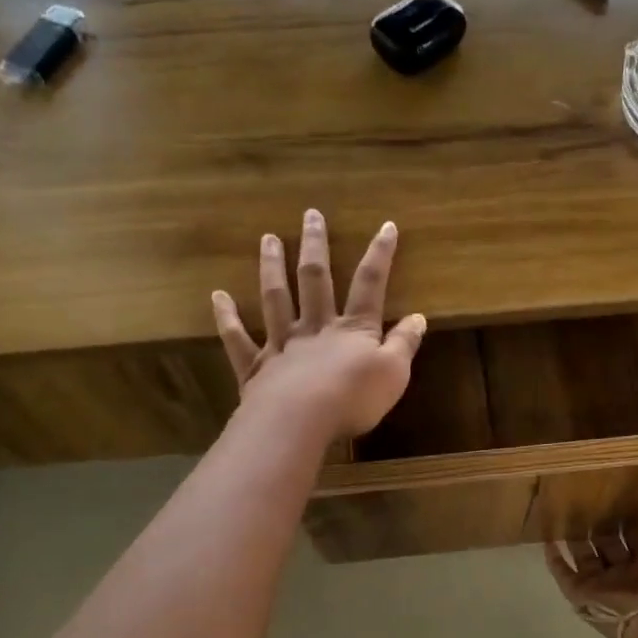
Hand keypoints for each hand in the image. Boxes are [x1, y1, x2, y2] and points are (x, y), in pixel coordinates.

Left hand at [211, 210, 427, 440]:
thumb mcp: (394, 374)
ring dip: (272, 267)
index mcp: (353, 329)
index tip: (386, 226)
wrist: (300, 422)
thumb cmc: (353, 399)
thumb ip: (404, 344)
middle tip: (310, 215)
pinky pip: (239, 339)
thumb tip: (418, 317)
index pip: (370, 284)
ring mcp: (282, 344)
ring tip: (268, 239)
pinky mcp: (257, 367)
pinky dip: (227, 318)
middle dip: (315, 246)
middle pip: (316, 280)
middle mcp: (315, 328)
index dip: (380, 255)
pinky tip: (218, 296)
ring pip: (276, 299)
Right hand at [545, 510, 637, 637]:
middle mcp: (627, 574)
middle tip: (591, 499)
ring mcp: (604, 585)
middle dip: (602, 526)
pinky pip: (564, 575)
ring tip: (566, 512)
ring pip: (586, 556)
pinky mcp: (584, 594)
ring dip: (577, 537)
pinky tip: (547, 540)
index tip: (625, 497)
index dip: (633, 521)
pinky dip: (555, 560)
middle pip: (610, 545)